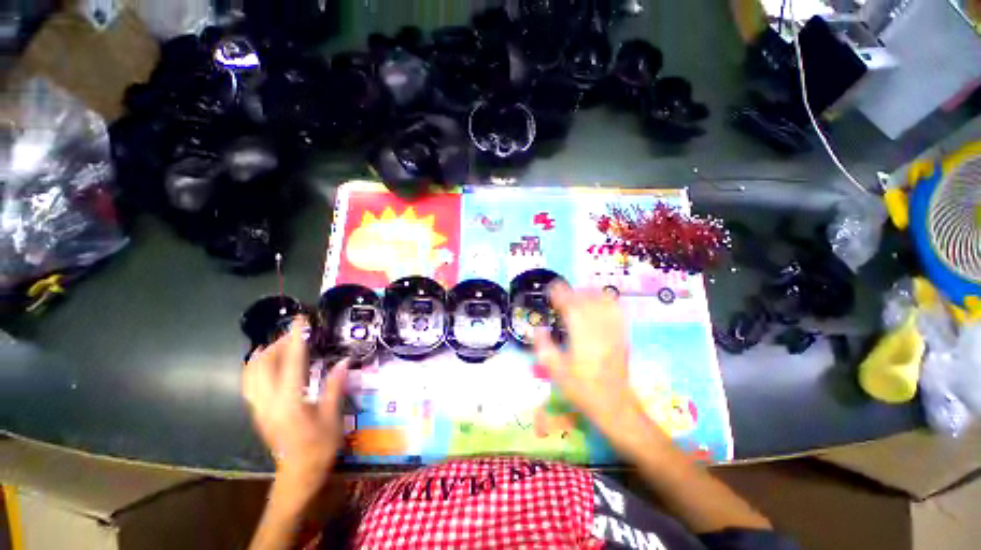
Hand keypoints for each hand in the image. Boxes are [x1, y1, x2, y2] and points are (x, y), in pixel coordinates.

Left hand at [242, 318, 348, 489]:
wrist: (297, 475)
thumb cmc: (319, 447)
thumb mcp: (333, 417)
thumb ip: (335, 387)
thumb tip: (344, 361)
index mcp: (290, 401)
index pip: (291, 361)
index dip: (295, 338)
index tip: (300, 320)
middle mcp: (268, 401)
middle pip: (263, 363)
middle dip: (278, 343)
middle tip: (295, 333)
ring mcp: (258, 407)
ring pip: (250, 373)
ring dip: (264, 354)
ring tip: (280, 344)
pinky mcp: (257, 412)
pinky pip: (249, 382)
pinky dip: (256, 367)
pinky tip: (267, 364)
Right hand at [533, 284, 666, 445]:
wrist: (614, 405)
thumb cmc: (582, 390)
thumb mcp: (556, 372)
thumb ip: (543, 347)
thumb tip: (536, 328)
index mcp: (581, 338)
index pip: (571, 307)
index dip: (560, 294)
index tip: (550, 289)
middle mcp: (599, 331)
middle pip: (587, 301)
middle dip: (572, 291)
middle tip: (559, 293)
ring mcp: (614, 332)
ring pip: (603, 302)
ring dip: (588, 293)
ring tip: (576, 293)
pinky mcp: (623, 335)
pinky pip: (616, 311)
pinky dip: (606, 300)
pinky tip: (598, 301)